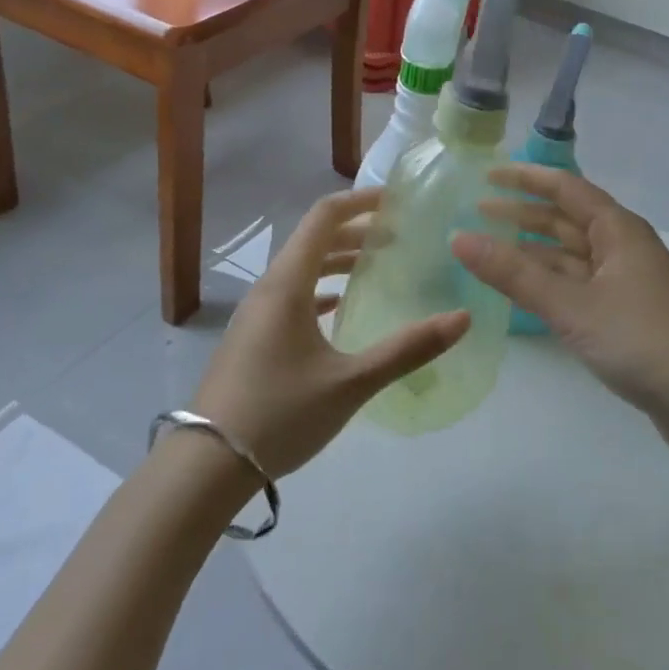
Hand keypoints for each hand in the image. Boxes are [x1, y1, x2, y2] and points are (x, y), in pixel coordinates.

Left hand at [192, 188, 467, 479]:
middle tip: (399, 237)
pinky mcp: (253, 337)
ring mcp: (257, 314)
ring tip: (377, 266)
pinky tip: (341, 307)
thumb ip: (408, 350)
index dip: (360, 201)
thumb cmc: (280, 415)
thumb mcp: (351, 383)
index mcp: (287, 284)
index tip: (396, 201)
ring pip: (302, 268)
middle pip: (314, 239)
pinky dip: (321, 288)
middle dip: (357, 231)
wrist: (205, 469)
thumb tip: (462, 319)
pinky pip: (292, 294)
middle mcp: (269, 288)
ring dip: (338, 260)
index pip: (324, 217)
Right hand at [452, 166, 668, 451]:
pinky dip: (548, 281)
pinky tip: (523, 291)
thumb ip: (514, 273)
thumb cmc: (642, 340)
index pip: (565, 188)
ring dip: (532, 250)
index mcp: (618, 229)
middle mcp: (622, 247)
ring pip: (570, 254)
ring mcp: (625, 282)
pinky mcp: (625, 315)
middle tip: (476, 213)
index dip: (526, 178)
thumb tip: (458, 238)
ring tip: (489, 249)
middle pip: (565, 219)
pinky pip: (577, 284)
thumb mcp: (571, 305)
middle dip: (522, 214)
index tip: (486, 175)